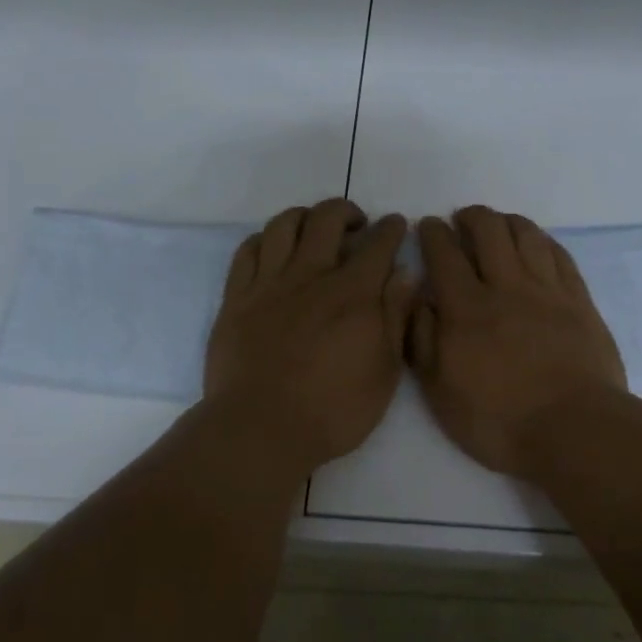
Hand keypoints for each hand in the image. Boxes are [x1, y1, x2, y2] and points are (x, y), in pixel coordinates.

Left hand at [205, 199, 413, 475]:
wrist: (261, 429)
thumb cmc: (333, 410)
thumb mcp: (384, 371)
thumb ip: (395, 316)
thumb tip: (405, 272)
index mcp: (353, 293)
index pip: (377, 243)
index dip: (391, 228)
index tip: (396, 224)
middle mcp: (311, 275)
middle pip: (327, 219)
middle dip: (347, 211)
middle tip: (357, 224)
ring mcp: (269, 284)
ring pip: (284, 225)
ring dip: (305, 216)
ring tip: (314, 229)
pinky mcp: (236, 297)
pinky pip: (247, 250)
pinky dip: (265, 239)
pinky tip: (274, 249)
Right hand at [407, 206, 626, 480]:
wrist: (575, 430)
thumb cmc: (499, 420)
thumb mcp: (441, 392)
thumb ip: (424, 340)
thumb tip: (419, 300)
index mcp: (467, 308)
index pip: (444, 254)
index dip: (433, 234)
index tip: (427, 225)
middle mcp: (506, 287)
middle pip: (489, 231)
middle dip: (471, 217)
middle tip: (462, 219)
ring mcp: (547, 291)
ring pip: (527, 235)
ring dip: (508, 221)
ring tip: (498, 225)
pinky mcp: (579, 301)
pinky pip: (559, 255)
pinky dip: (543, 241)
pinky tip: (537, 244)